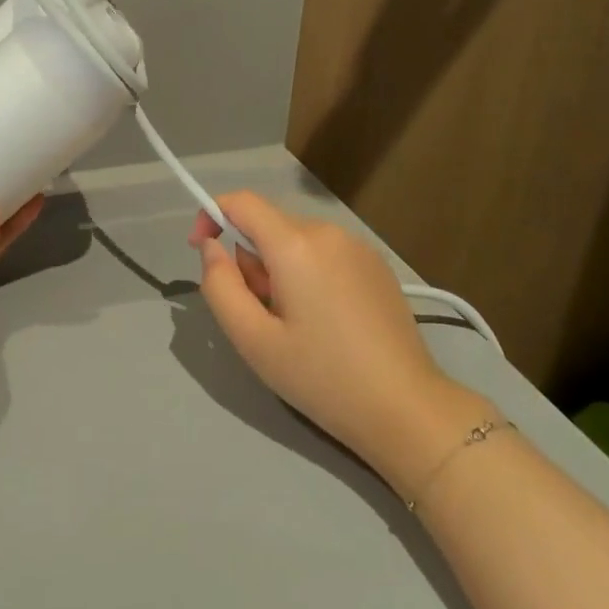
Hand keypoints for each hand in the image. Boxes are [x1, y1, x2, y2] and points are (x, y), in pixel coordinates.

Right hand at [191, 192, 486, 493]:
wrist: (405, 407)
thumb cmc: (322, 376)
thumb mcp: (253, 340)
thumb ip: (220, 285)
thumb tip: (212, 246)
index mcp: (295, 244)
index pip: (242, 201)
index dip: (212, 216)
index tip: (203, 253)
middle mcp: (328, 231)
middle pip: (269, 226)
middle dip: (251, 260)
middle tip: (261, 316)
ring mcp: (358, 246)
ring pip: (296, 241)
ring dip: (280, 270)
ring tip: (296, 325)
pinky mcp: (377, 265)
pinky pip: (325, 253)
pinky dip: (309, 274)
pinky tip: (327, 322)